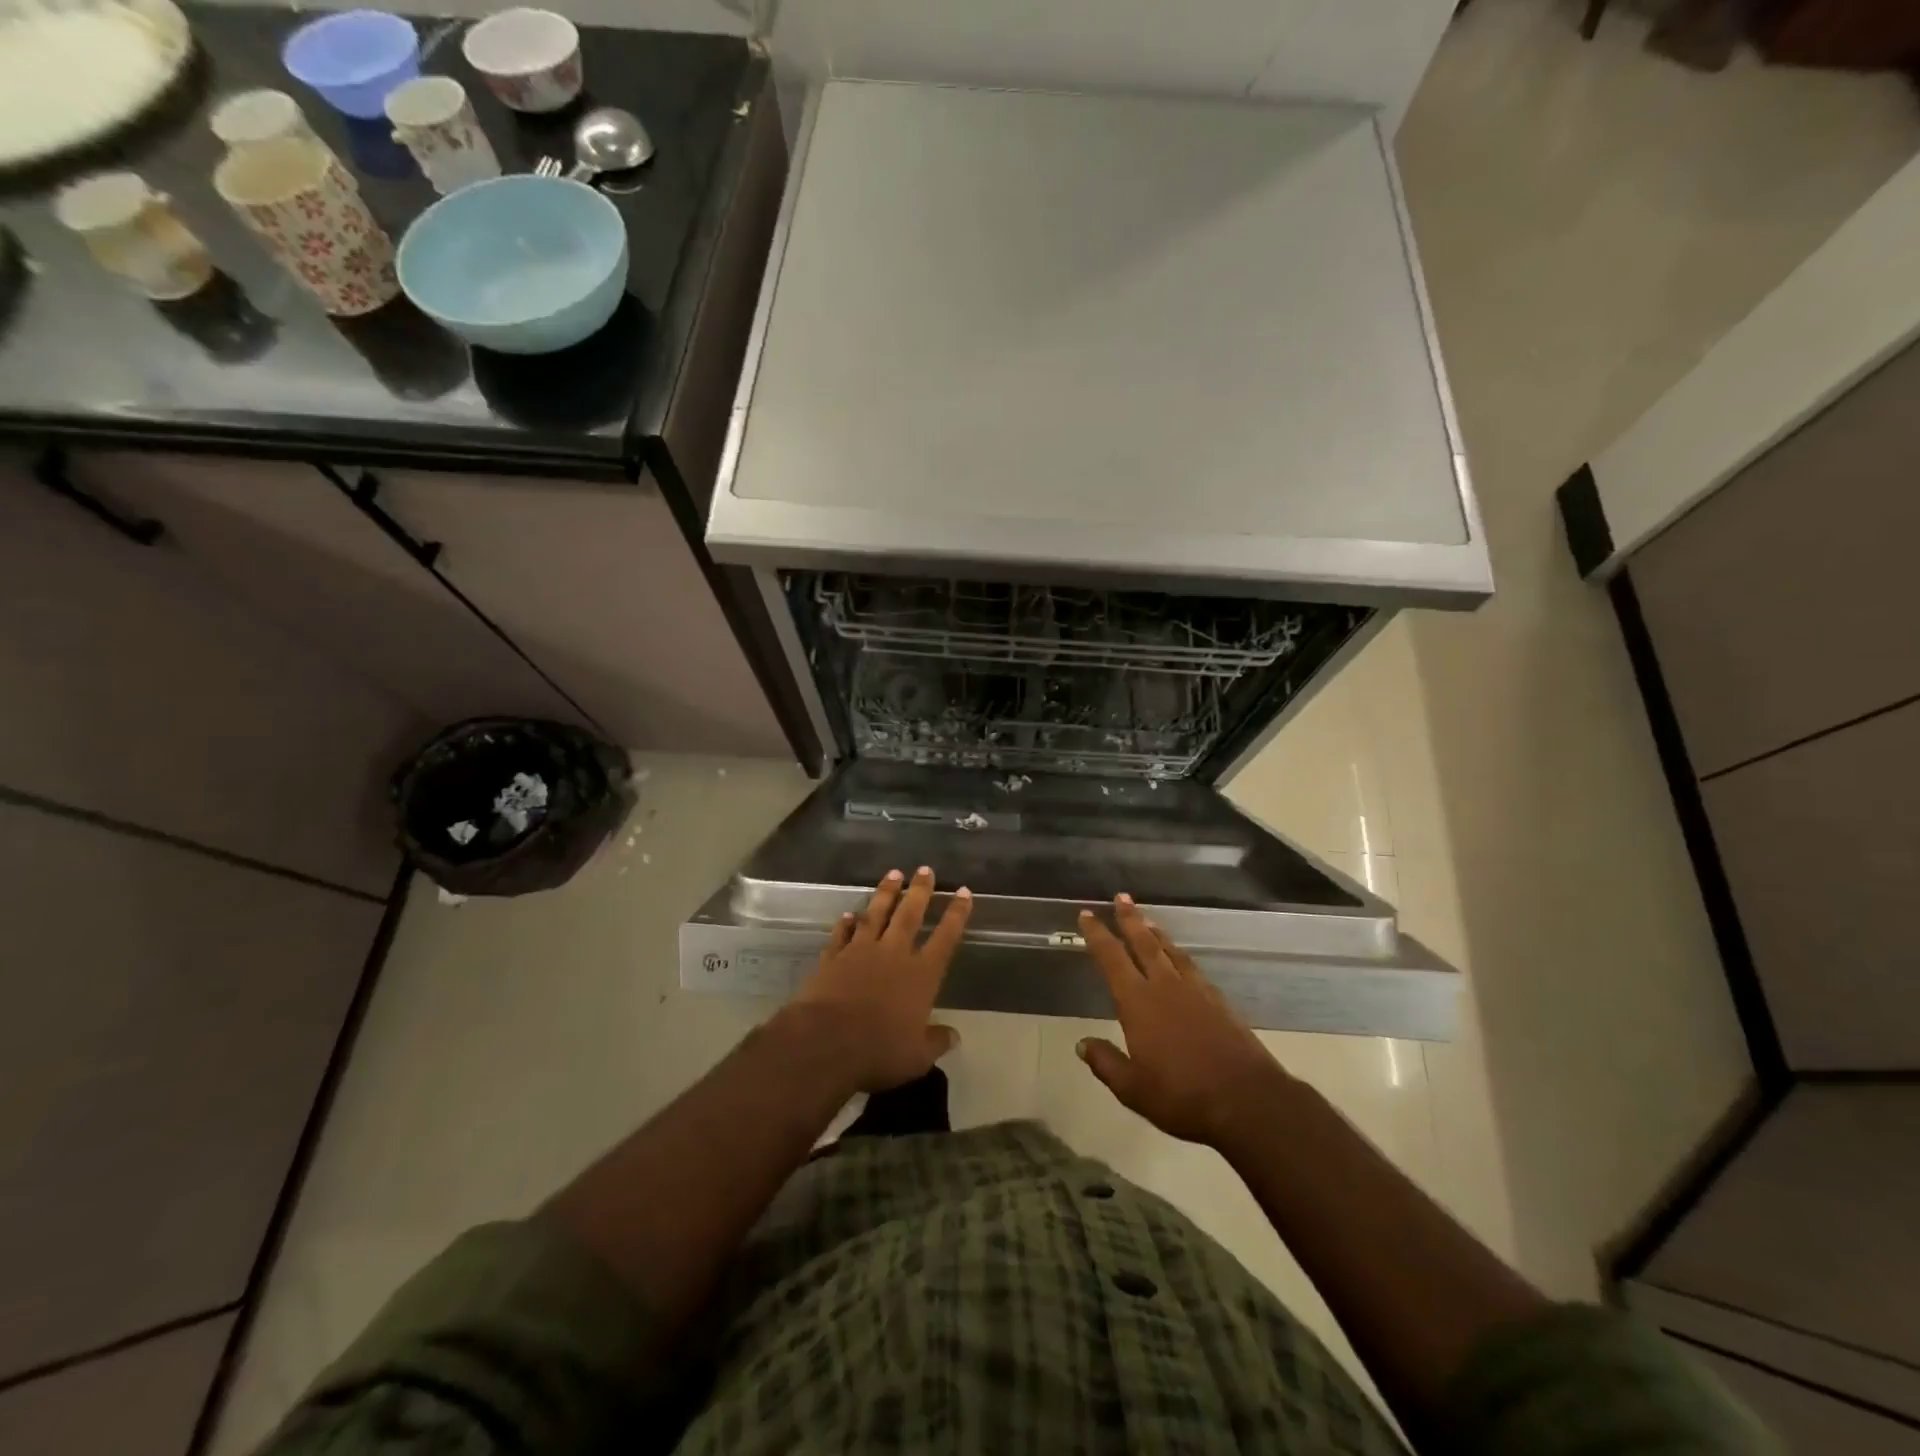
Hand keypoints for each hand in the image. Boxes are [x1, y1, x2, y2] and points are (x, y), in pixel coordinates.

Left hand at [790, 867, 972, 1092]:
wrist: (825, 1042)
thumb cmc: (878, 1051)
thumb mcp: (917, 1057)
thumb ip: (936, 1041)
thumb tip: (954, 1035)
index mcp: (921, 975)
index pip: (945, 938)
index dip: (956, 915)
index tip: (964, 892)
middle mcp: (894, 954)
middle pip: (910, 915)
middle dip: (920, 891)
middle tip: (925, 869)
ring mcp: (860, 952)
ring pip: (876, 914)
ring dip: (886, 893)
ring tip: (893, 873)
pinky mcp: (832, 958)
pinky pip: (842, 934)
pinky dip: (846, 923)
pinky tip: (848, 914)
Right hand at [1077, 894, 1289, 1147]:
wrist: (1248, 1100)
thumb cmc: (1182, 1096)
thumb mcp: (1133, 1089)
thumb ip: (1106, 1063)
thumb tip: (1082, 1044)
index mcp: (1138, 1002)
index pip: (1112, 959)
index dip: (1098, 935)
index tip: (1087, 914)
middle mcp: (1165, 987)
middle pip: (1144, 943)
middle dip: (1130, 919)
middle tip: (1122, 897)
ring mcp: (1196, 991)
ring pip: (1171, 952)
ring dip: (1157, 934)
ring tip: (1149, 921)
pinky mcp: (1219, 1002)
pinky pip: (1192, 967)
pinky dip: (1180, 956)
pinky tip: (1181, 960)